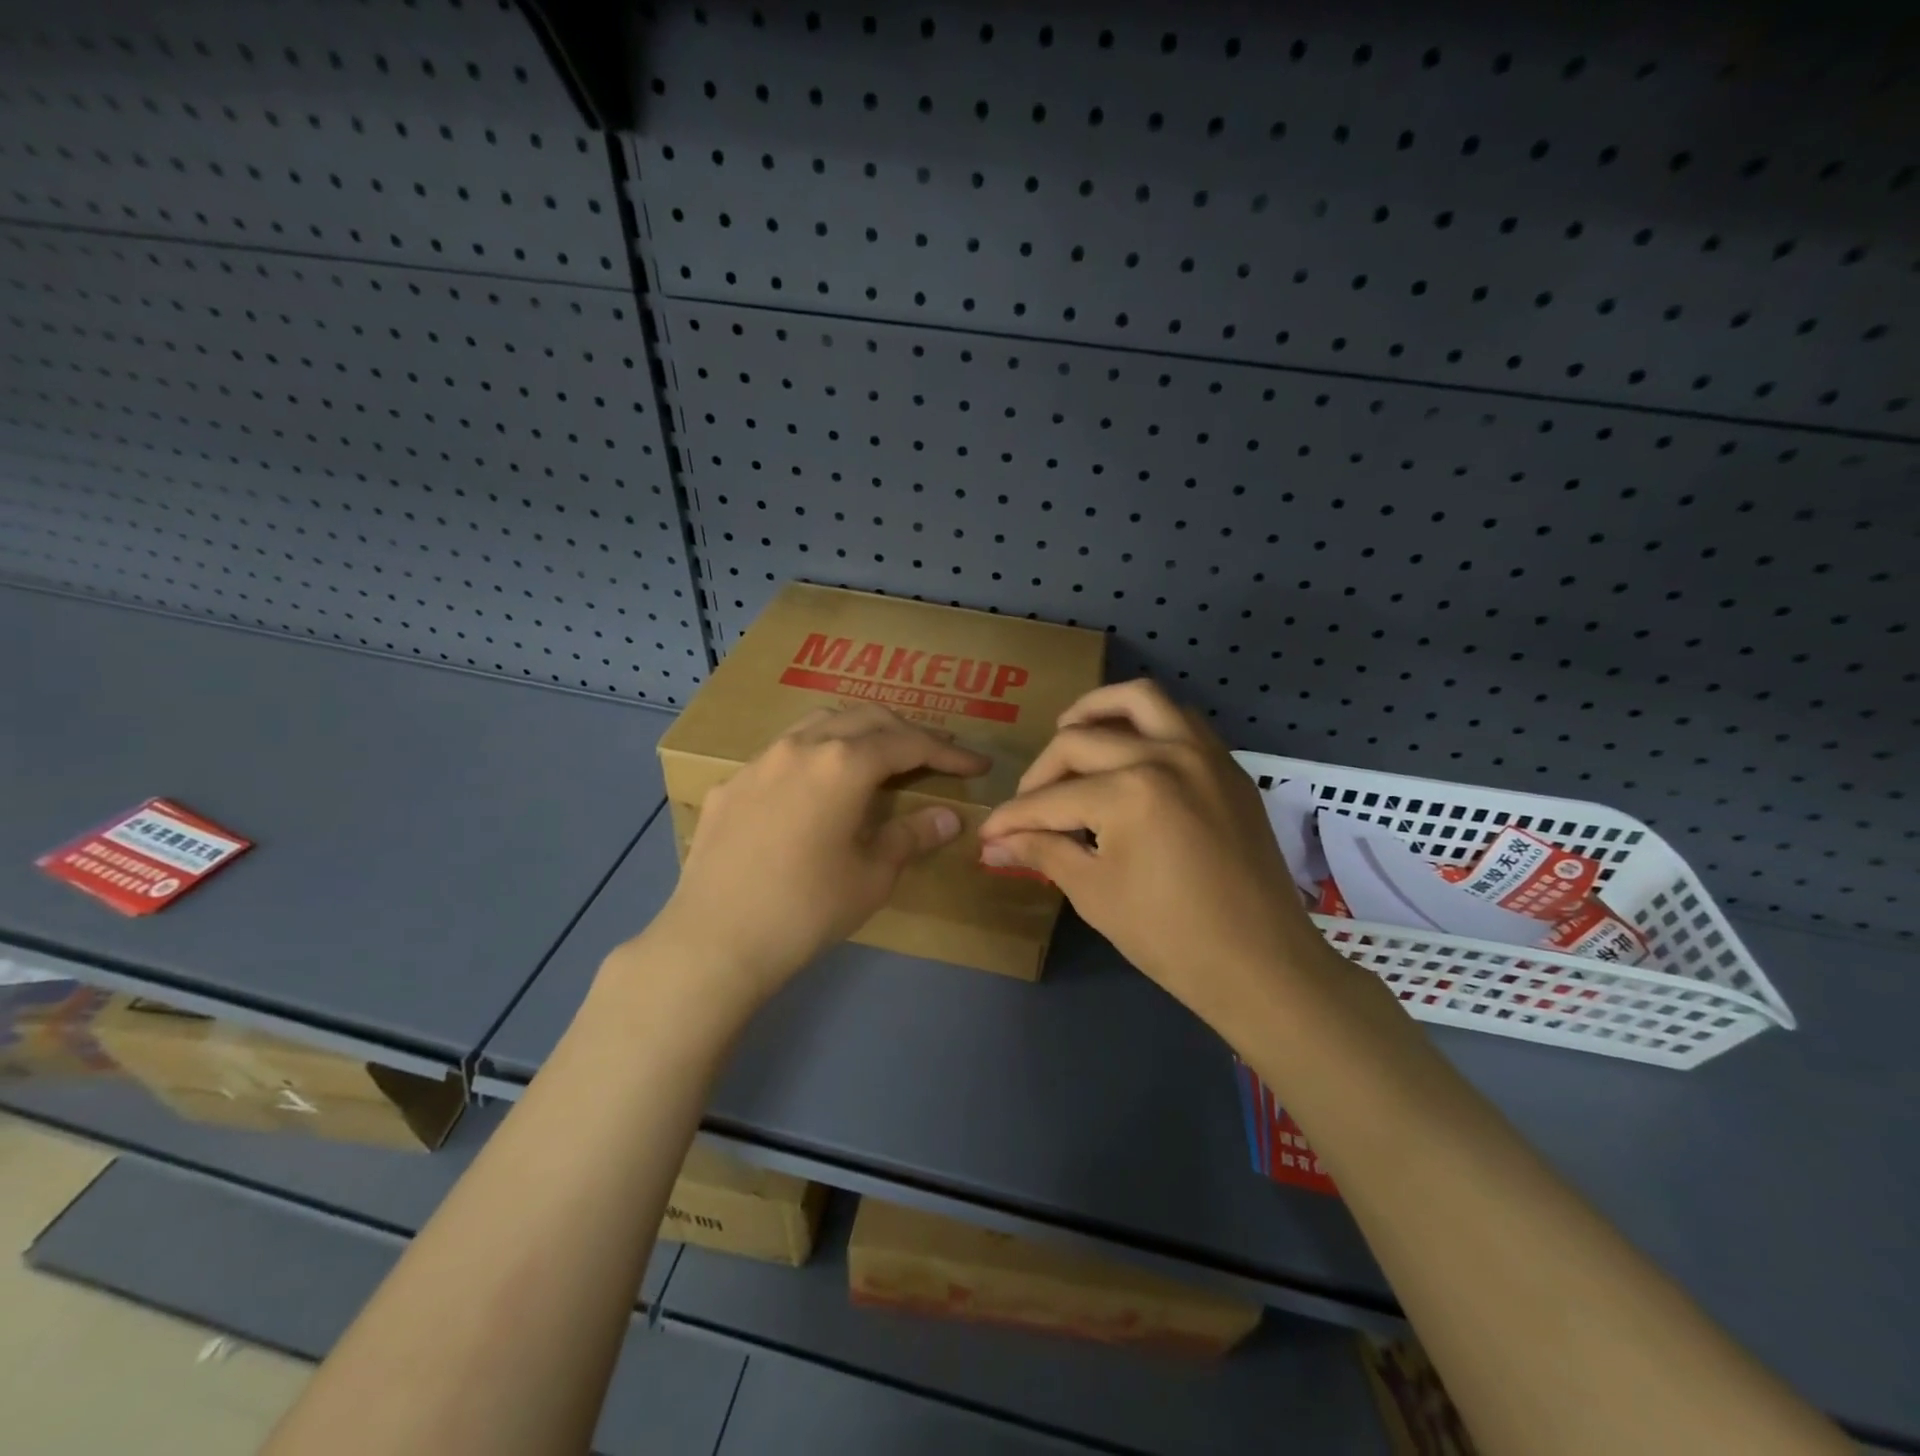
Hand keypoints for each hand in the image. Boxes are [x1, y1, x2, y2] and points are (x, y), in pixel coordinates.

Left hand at [644, 704, 989, 1011]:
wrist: (715, 940)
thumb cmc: (807, 909)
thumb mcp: (872, 876)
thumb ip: (912, 835)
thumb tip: (949, 817)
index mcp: (844, 764)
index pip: (909, 743)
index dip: (948, 753)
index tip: (977, 765)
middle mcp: (802, 746)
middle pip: (866, 718)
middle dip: (906, 731)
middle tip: (934, 756)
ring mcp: (761, 760)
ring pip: (820, 722)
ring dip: (859, 731)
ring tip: (879, 755)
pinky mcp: (732, 783)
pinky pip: (784, 751)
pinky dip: (816, 754)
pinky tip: (816, 787)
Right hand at [977, 681, 1329, 1024]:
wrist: (1261, 965)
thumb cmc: (1171, 938)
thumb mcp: (1094, 893)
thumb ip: (1042, 852)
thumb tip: (992, 845)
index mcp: (1129, 792)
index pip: (1051, 799)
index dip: (1011, 818)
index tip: (987, 833)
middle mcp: (1166, 755)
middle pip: (1081, 740)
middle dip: (1041, 773)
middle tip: (1027, 806)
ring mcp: (1203, 753)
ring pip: (1139, 699)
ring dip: (1096, 711)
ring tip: (1069, 733)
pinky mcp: (1227, 765)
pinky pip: (1180, 718)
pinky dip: (1146, 721)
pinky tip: (1127, 750)